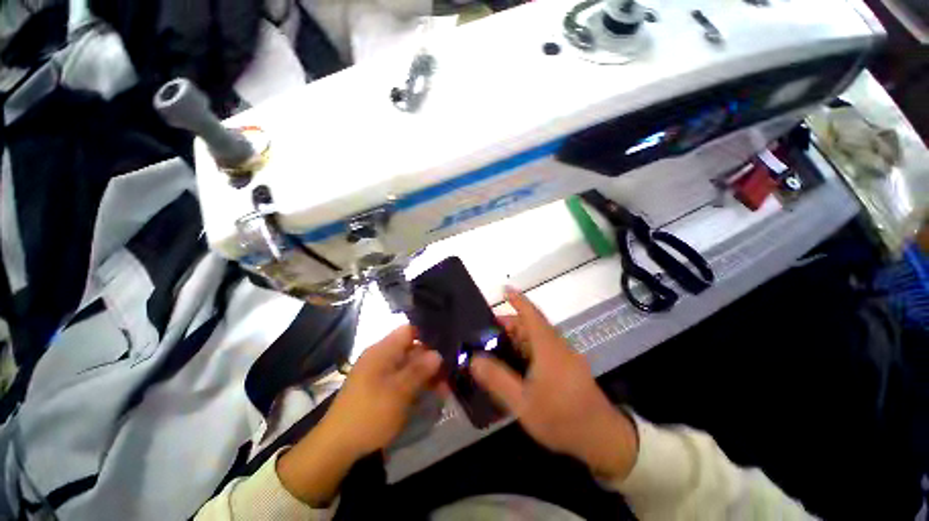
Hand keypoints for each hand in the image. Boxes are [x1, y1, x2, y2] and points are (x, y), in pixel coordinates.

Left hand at [278, 325, 441, 505]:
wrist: (337, 445)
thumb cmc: (370, 413)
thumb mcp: (399, 391)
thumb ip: (419, 370)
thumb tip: (437, 353)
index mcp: (383, 350)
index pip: (409, 330)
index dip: (427, 335)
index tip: (445, 347)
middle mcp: (381, 356)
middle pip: (411, 349)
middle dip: (430, 360)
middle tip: (447, 375)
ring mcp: (379, 372)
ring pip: (408, 365)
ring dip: (424, 374)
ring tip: (442, 389)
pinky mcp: (379, 386)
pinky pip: (401, 378)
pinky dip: (415, 383)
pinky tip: (427, 394)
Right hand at [471, 288, 638, 480]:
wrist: (602, 438)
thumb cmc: (562, 418)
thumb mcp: (523, 403)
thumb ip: (497, 380)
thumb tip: (474, 359)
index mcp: (548, 347)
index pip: (531, 314)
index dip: (518, 300)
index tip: (505, 289)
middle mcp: (557, 346)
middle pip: (531, 325)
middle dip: (509, 324)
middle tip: (485, 333)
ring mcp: (564, 356)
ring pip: (536, 337)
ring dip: (517, 337)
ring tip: (494, 347)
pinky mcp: (567, 366)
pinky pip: (542, 348)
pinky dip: (526, 348)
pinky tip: (514, 363)